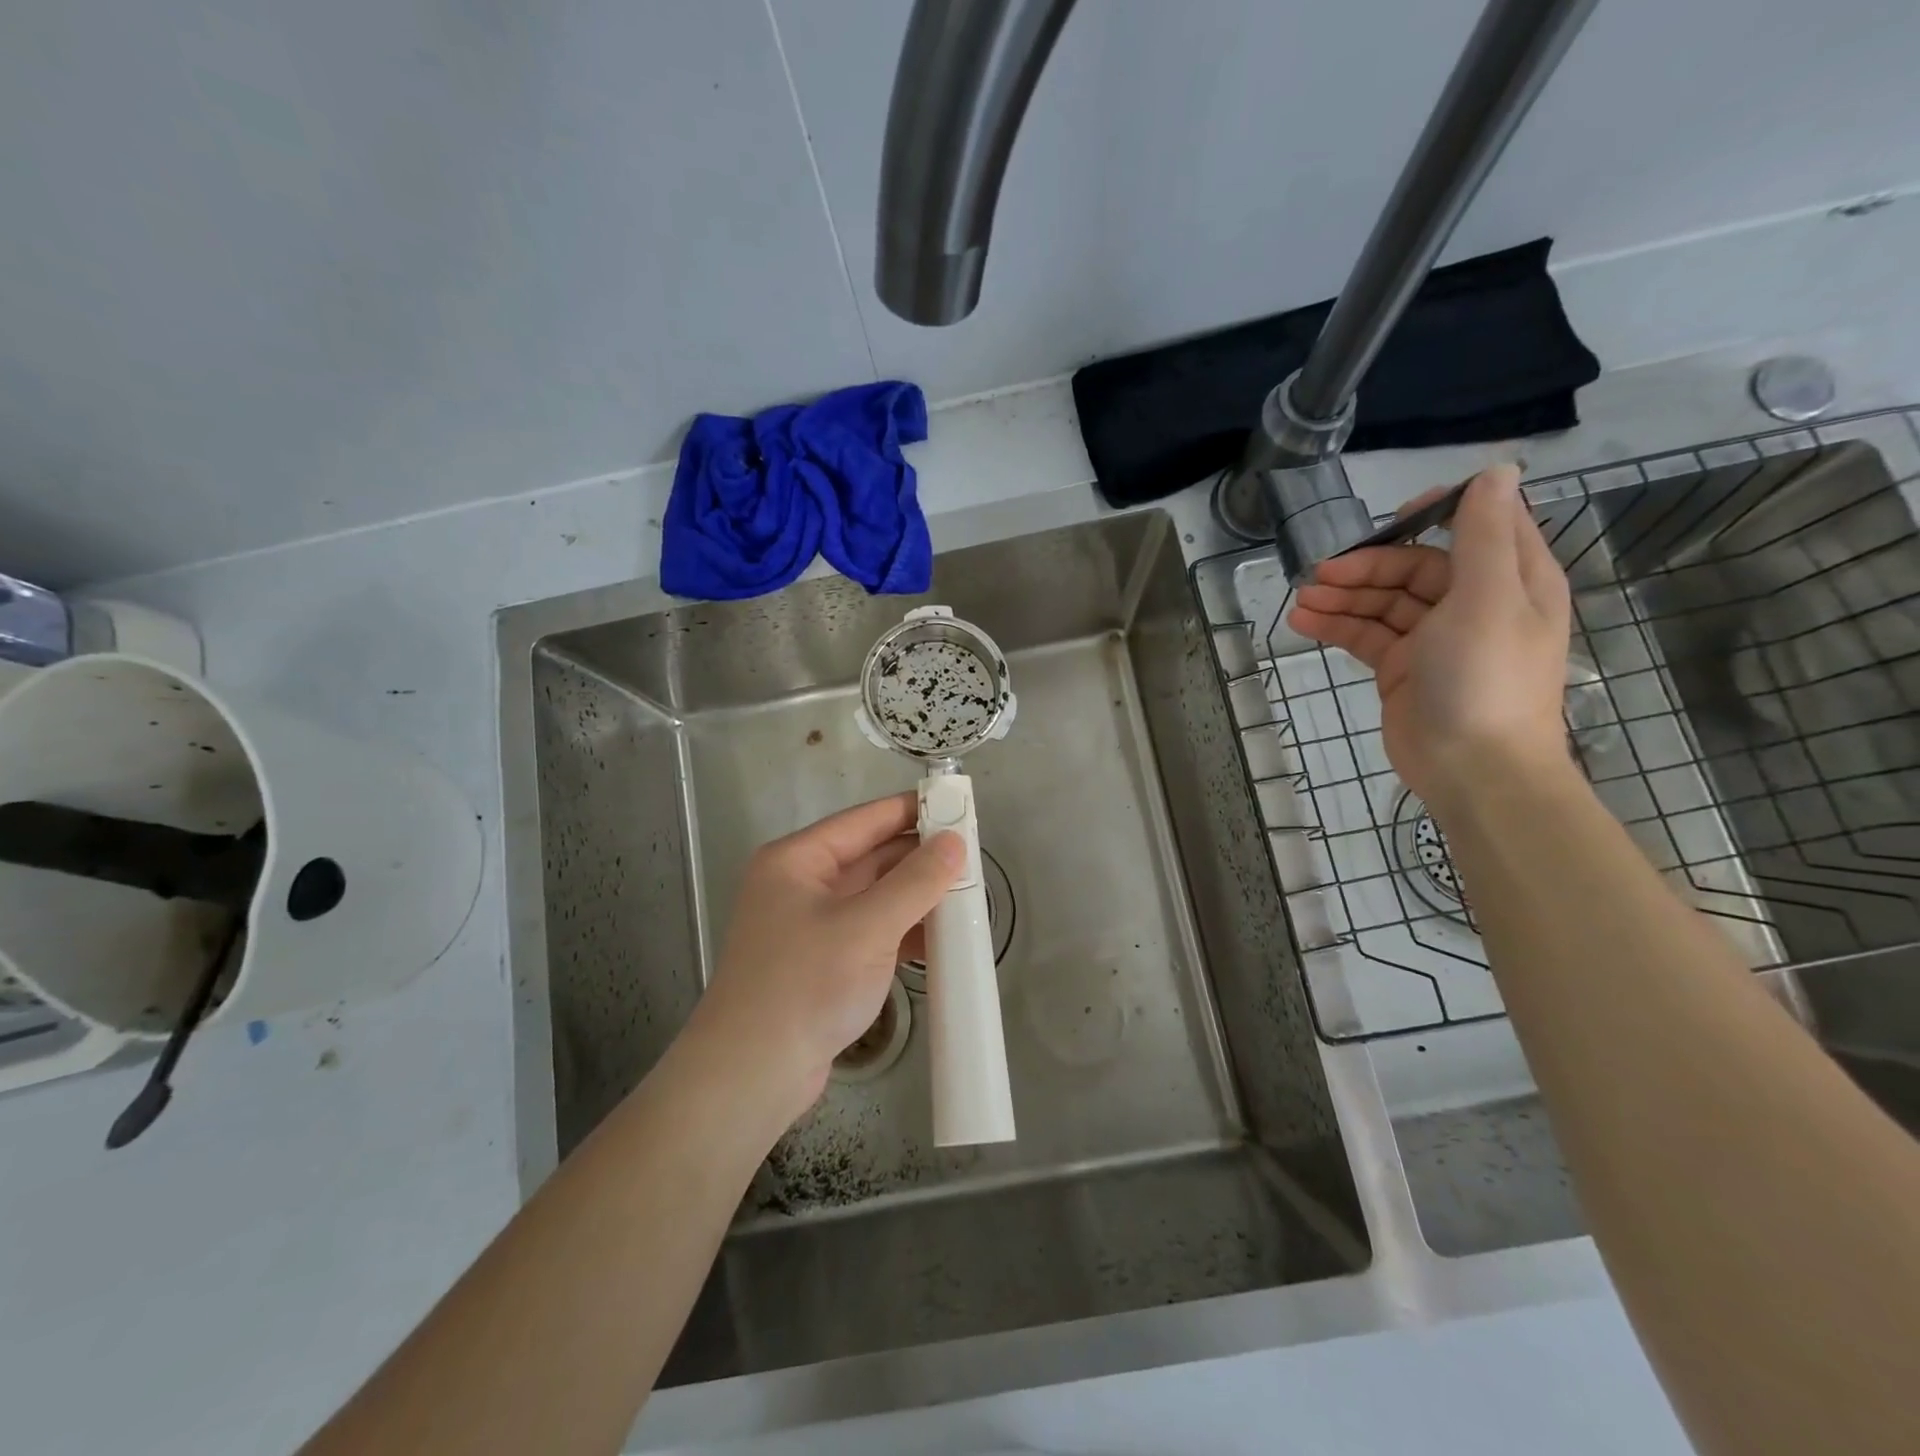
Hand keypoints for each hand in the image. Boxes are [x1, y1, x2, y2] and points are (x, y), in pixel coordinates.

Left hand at [688, 793, 961, 1122]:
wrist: (751, 1076)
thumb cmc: (805, 985)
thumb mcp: (868, 926)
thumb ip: (916, 881)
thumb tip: (955, 842)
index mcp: (797, 860)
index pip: (865, 820)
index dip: (912, 810)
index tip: (959, 806)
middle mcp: (800, 884)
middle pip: (871, 858)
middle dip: (920, 860)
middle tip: (972, 861)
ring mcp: (809, 926)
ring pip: (873, 897)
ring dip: (915, 899)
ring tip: (965, 901)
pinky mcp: (820, 962)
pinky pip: (869, 932)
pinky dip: (901, 933)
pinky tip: (937, 943)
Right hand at [1285, 465, 1572, 819]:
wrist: (1473, 769)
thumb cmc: (1486, 678)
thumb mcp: (1488, 598)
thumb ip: (1483, 535)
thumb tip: (1497, 470)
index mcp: (1509, 580)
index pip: (1476, 527)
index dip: (1435, 514)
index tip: (1391, 517)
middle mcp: (1473, 604)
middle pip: (1414, 567)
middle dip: (1368, 566)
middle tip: (1320, 574)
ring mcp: (1433, 639)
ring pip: (1383, 602)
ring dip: (1343, 596)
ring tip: (1302, 600)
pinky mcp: (1401, 669)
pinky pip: (1366, 635)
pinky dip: (1336, 626)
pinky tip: (1303, 623)